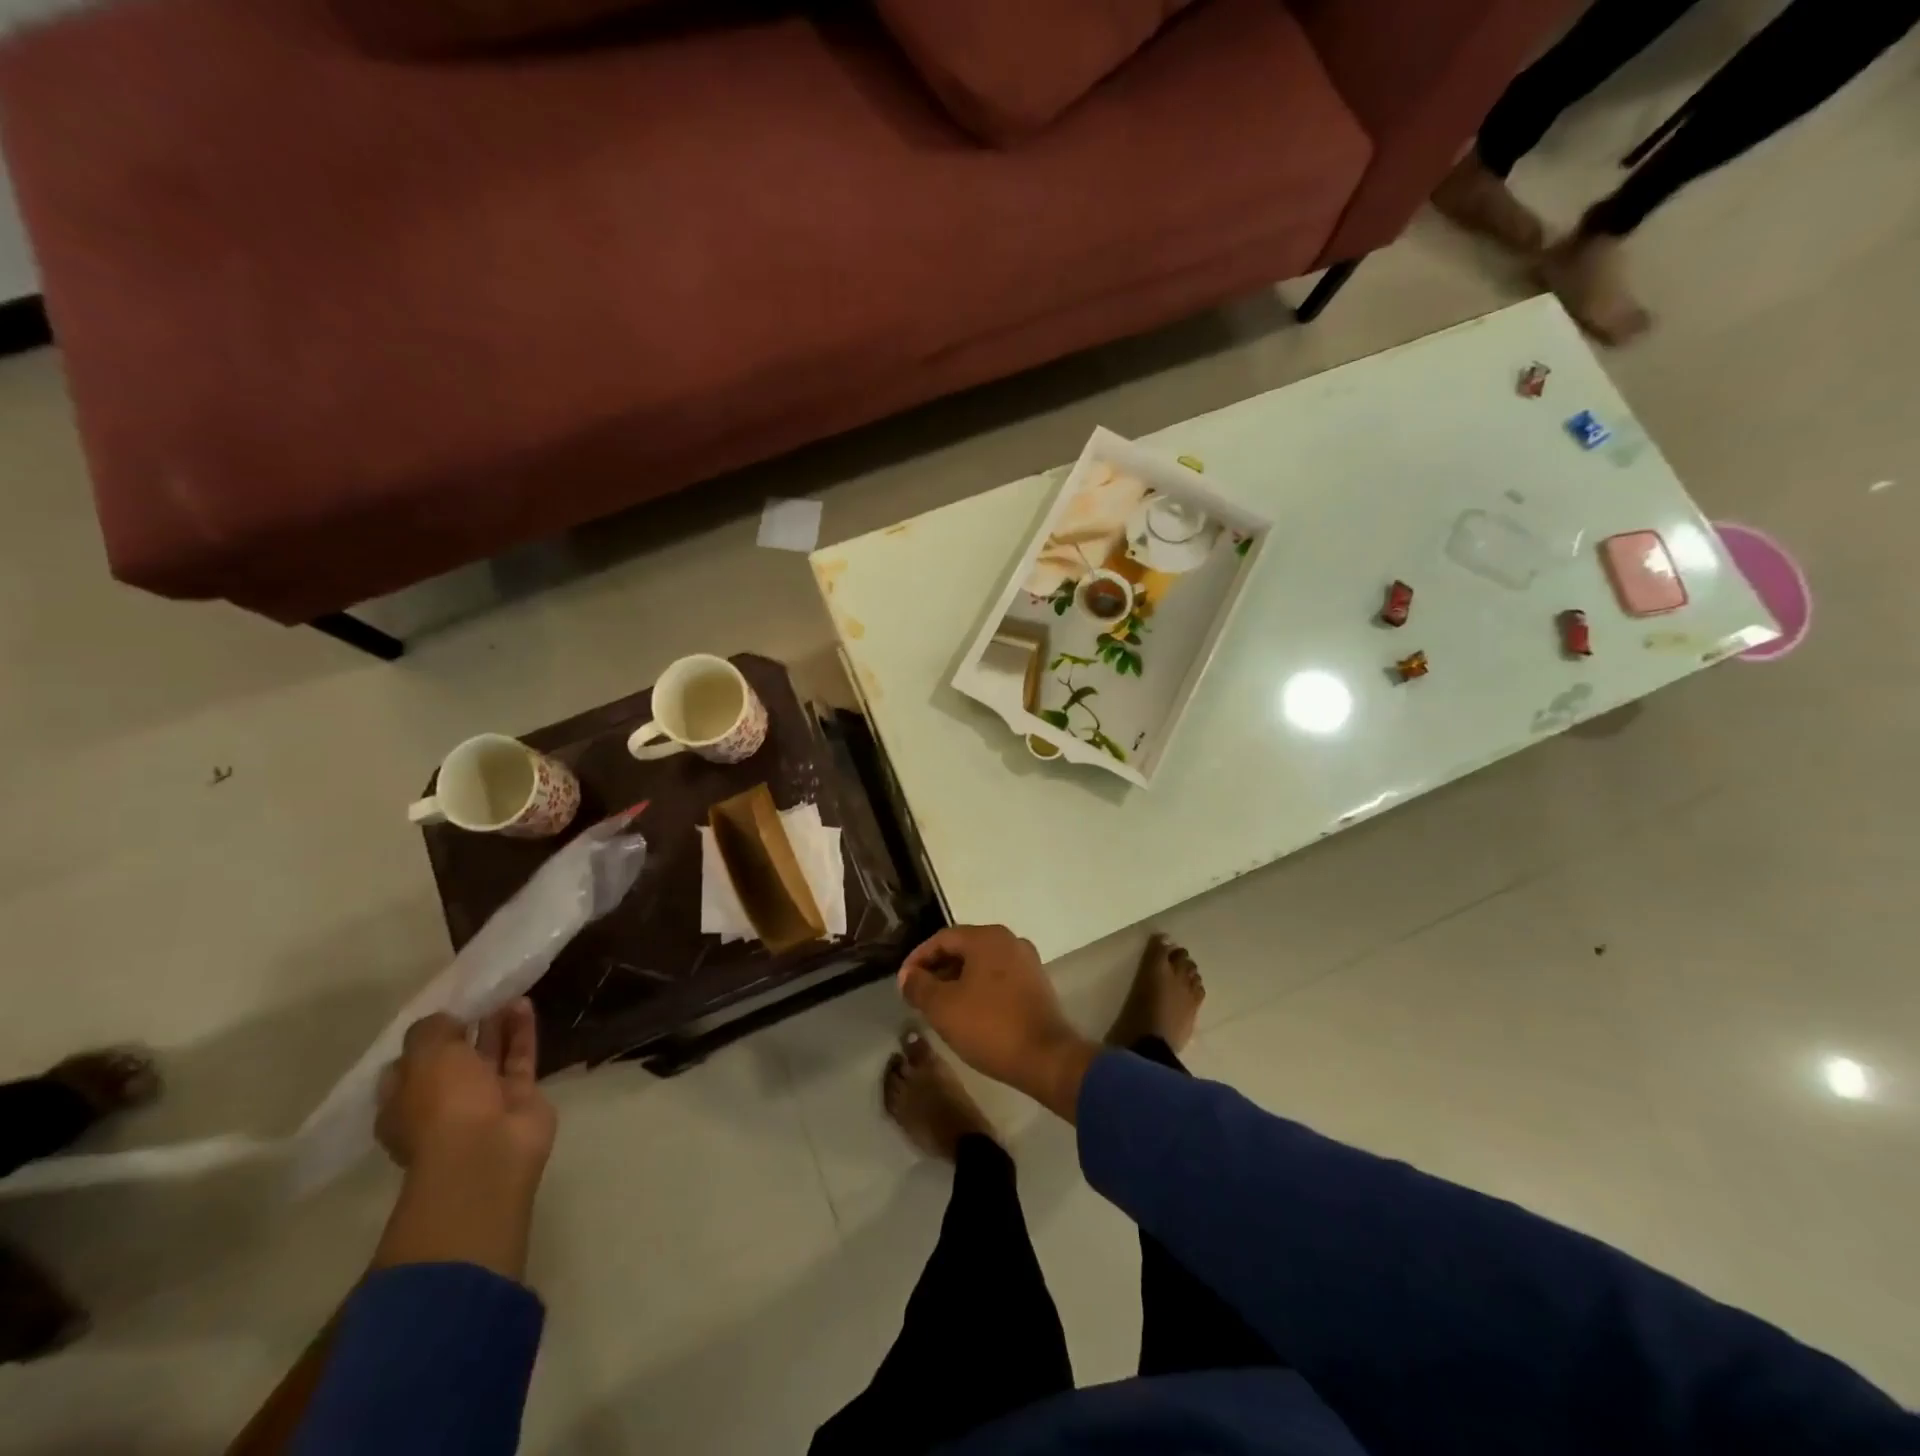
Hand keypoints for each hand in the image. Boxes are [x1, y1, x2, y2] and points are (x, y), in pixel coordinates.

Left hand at [377, 1000, 555, 1180]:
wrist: (489, 1149)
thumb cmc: (442, 1104)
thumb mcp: (425, 1056)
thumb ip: (430, 1030)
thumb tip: (443, 1018)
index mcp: (403, 1103)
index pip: (408, 1066)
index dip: (424, 1038)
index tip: (442, 1010)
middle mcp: (440, 1103)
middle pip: (453, 1059)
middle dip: (466, 1028)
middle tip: (479, 996)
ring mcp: (483, 1101)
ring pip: (489, 1056)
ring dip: (496, 1025)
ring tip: (506, 993)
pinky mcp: (519, 1096)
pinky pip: (519, 1057)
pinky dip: (521, 1031)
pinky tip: (524, 1004)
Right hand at [898, 926, 1097, 1120]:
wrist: (1046, 1058)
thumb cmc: (989, 1026)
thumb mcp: (942, 1007)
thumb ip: (919, 986)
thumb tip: (908, 976)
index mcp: (987, 937)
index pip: (942, 939)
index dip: (918, 959)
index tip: (903, 983)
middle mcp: (1010, 941)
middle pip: (963, 948)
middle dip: (937, 970)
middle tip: (919, 996)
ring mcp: (1027, 962)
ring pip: (981, 964)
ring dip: (957, 981)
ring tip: (939, 1007)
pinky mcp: (1036, 984)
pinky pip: (998, 979)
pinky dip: (978, 990)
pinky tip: (968, 1013)